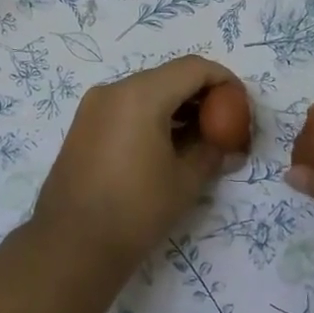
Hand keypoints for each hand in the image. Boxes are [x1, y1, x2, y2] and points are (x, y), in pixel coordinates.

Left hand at [33, 55, 238, 277]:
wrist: (72, 244)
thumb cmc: (136, 210)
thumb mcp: (186, 181)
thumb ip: (212, 152)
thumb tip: (228, 145)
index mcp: (141, 95)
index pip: (193, 68)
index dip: (223, 81)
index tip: (241, 106)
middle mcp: (114, 90)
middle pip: (168, 77)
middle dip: (200, 95)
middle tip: (223, 125)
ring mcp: (93, 106)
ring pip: (146, 91)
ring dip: (176, 107)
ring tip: (198, 140)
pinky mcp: (83, 125)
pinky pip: (126, 107)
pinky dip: (151, 117)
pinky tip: (166, 147)